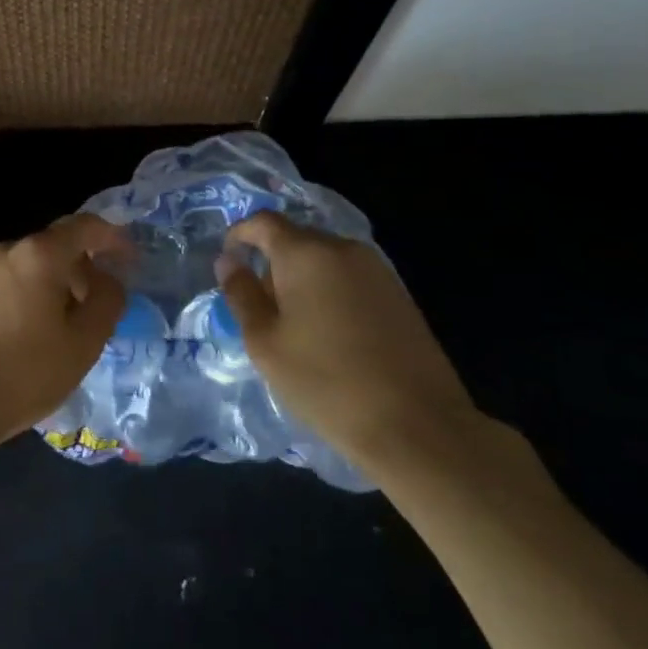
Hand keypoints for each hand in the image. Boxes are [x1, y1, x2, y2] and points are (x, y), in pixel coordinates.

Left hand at [0, 215, 127, 457]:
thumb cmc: (24, 372)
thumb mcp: (83, 342)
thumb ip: (106, 301)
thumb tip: (109, 280)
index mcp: (39, 254)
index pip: (85, 226)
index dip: (114, 238)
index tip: (132, 260)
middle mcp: (8, 250)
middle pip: (57, 245)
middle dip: (86, 267)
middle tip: (104, 303)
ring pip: (34, 265)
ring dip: (60, 283)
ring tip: (73, 324)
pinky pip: (13, 281)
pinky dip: (34, 293)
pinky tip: (39, 331)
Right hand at [219, 212, 481, 471]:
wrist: (419, 427)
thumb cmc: (327, 382)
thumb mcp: (265, 343)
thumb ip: (242, 294)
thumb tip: (228, 262)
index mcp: (305, 253)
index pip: (263, 222)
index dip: (239, 235)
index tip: (229, 262)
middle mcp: (343, 249)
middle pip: (296, 239)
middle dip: (272, 262)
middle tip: (261, 307)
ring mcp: (377, 270)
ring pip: (325, 259)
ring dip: (303, 279)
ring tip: (296, 326)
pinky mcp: (400, 295)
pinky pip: (351, 278)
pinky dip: (331, 292)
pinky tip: (331, 335)